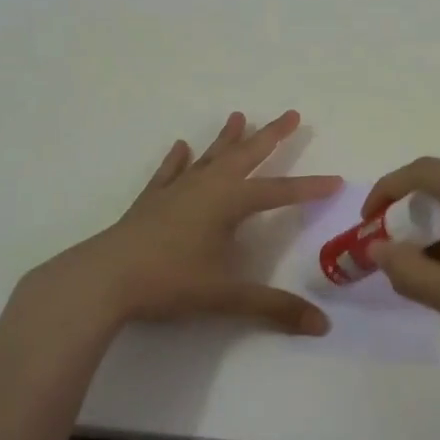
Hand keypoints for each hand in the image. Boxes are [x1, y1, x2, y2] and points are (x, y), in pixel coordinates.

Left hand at [19, 110, 342, 338]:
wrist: (105, 279)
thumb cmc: (170, 282)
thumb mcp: (226, 296)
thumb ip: (274, 308)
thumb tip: (323, 326)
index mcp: (228, 203)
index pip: (278, 192)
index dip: (309, 188)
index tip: (335, 180)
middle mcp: (205, 187)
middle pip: (245, 156)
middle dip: (271, 136)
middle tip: (291, 114)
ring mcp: (176, 190)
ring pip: (209, 157)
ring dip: (226, 138)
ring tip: (239, 115)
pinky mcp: (150, 201)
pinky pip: (169, 172)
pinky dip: (178, 159)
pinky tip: (182, 147)